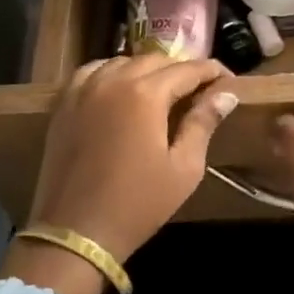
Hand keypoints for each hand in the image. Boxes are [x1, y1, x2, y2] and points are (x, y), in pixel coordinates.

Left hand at [28, 55, 238, 263]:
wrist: (75, 233)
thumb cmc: (137, 204)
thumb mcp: (183, 168)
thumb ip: (203, 124)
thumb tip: (226, 94)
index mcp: (146, 94)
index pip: (188, 69)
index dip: (212, 72)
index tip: (229, 81)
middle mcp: (113, 80)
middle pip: (155, 60)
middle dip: (181, 70)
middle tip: (198, 90)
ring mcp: (84, 90)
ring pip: (122, 62)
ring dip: (146, 70)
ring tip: (162, 91)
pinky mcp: (64, 104)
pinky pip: (91, 73)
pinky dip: (111, 73)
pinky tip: (120, 89)